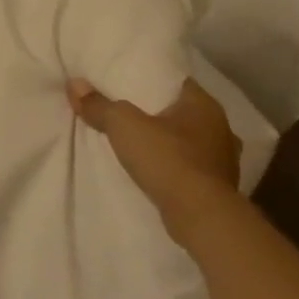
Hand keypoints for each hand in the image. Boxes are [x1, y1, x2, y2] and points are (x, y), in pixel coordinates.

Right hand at [69, 77, 242, 241]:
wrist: (202, 218)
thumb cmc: (168, 160)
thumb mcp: (123, 125)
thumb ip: (99, 105)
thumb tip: (74, 84)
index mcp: (204, 104)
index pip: (175, 81)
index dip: (150, 79)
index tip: (127, 82)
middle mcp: (221, 128)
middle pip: (181, 111)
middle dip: (157, 113)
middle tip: (126, 111)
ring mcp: (223, 160)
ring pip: (188, 141)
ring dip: (168, 142)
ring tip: (138, 142)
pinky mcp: (218, 188)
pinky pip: (191, 167)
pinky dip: (174, 166)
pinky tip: (155, 170)